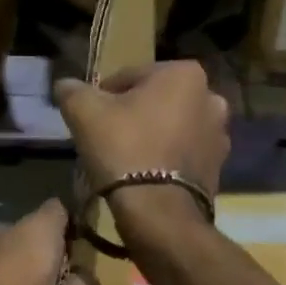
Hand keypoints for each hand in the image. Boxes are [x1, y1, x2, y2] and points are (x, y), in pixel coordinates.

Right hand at [52, 61, 230, 195]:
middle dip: (133, 114)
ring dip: (151, 136)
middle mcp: (211, 97)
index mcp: (184, 74)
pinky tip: (144, 175)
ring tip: (125, 158)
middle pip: (155, 100)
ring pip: (171, 127)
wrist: (158, 211)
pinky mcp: (218, 167)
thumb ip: (72, 90)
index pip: (130, 76)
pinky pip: (182, 154)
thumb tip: (65, 85)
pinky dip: (165, 159)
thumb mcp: (84, 112)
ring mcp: (219, 135)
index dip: (105, 95)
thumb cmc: (124, 148)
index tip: (91, 117)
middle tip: (107, 136)